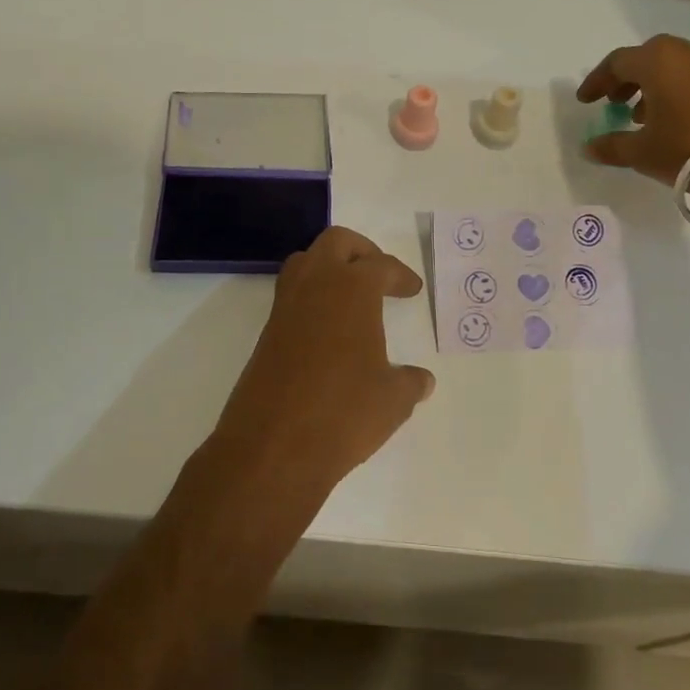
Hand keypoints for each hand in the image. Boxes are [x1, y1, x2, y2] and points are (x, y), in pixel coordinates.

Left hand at [210, 228, 434, 493]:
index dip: (400, 275)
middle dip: (362, 251)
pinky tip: (329, 330)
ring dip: (329, 267)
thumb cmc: (344, 413)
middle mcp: (316, 286)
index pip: (381, 265)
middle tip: (381, 275)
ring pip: (305, 262)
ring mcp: (285, 308)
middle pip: (336, 243)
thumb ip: (410, 383)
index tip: (412, 289)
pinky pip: (291, 295)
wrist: (273, 447)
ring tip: (352, 296)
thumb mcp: (393, 400)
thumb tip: (422, 380)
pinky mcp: (266, 333)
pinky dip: (312, 297)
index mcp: (352, 290)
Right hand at [576, 34, 689, 200]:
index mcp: (656, 61)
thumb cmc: (687, 147)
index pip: (617, 62)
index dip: (597, 81)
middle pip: (647, 58)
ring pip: (673, 67)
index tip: (586, 101)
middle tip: (614, 102)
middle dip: (627, 79)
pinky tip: (674, 121)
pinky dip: (676, 92)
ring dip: (653, 86)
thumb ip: (612, 146)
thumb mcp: (642, 152)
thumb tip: (589, 147)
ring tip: (642, 116)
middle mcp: (684, 54)